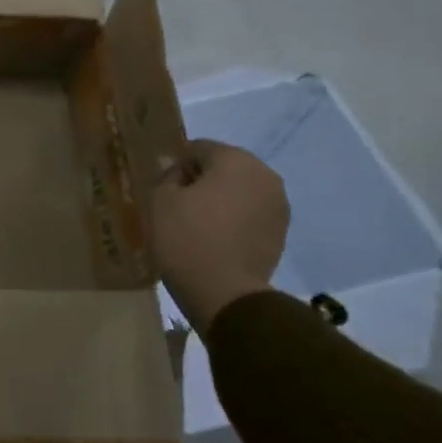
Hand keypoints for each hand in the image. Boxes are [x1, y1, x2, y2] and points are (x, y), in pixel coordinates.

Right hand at [150, 139, 289, 334]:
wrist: (225, 294)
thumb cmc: (187, 238)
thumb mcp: (160, 200)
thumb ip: (168, 176)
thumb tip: (179, 173)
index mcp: (235, 160)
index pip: (199, 148)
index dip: (177, 166)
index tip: (163, 189)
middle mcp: (264, 175)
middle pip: (224, 168)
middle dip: (202, 181)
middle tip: (177, 205)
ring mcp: (278, 206)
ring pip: (240, 191)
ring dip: (220, 201)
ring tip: (196, 224)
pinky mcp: (281, 233)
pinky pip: (250, 214)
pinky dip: (233, 220)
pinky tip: (215, 239)